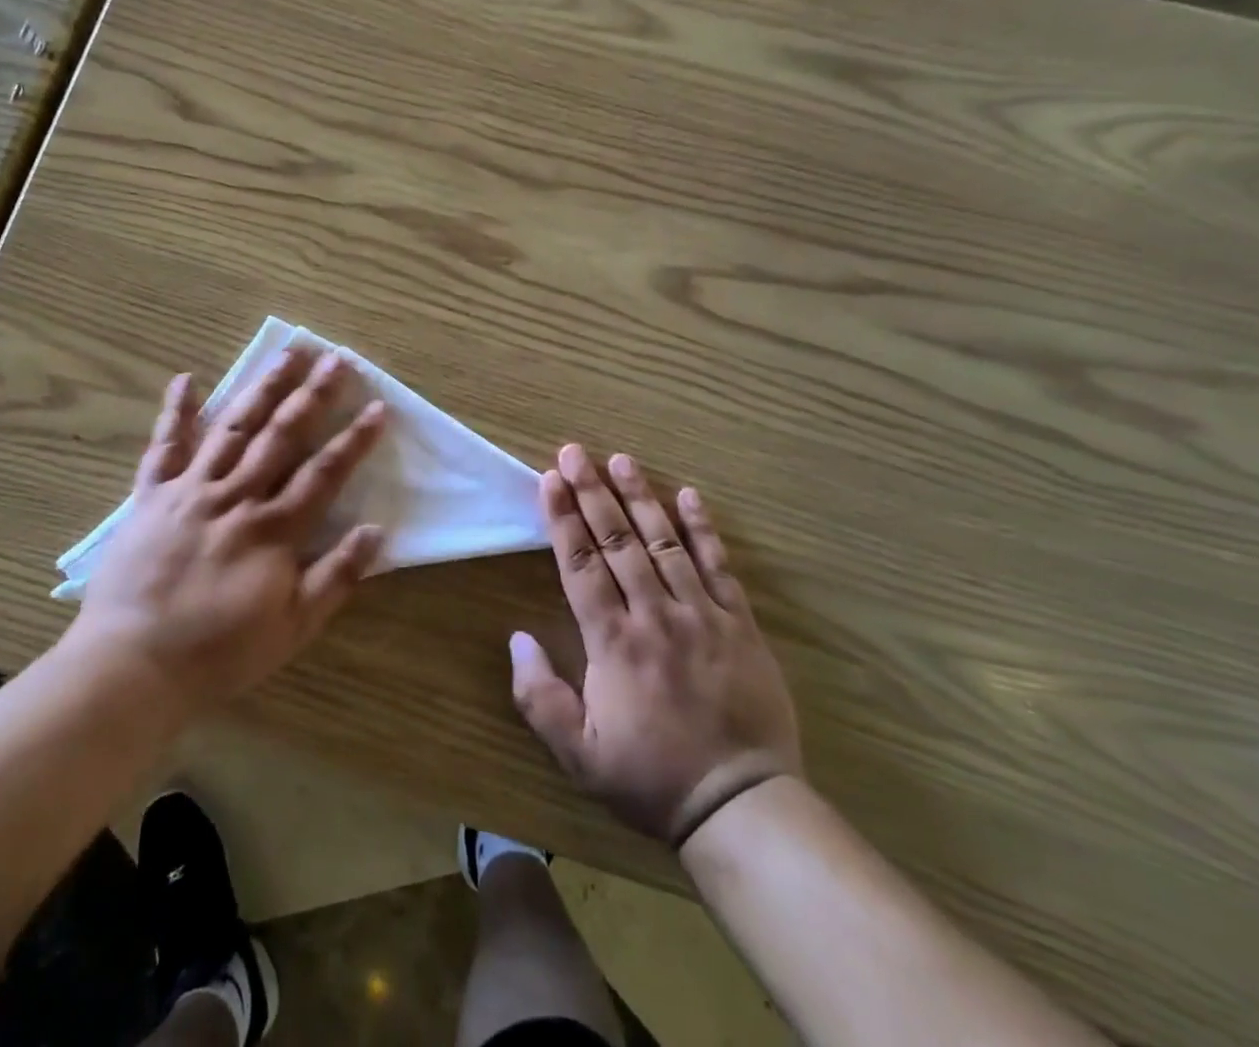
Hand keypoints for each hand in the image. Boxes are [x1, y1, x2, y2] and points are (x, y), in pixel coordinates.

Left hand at [66, 346, 386, 714]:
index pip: (323, 473)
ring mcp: (190, 491)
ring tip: (286, 354)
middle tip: (335, 359)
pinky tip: (186, 378)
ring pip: (233, 429)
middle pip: (281, 436)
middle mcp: (235, 497)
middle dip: (312, 396)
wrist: (133, 665)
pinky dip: (175, 412)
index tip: (377, 406)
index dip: (354, 439)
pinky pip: (164, 447)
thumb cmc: (218, 652)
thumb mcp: (292, 628)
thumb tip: (377, 532)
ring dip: (261, 388)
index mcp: (273, 530)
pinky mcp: (151, 496)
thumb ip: (336, 577)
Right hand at [510, 445, 801, 845]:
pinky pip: (719, 567)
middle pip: (618, 541)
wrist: (741, 806)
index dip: (562, 518)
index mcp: (613, 642)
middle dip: (592, 492)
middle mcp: (654, 616)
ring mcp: (701, 616)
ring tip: (621, 460)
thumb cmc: (651, 778)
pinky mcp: (740, 625)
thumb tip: (517, 637)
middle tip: (574, 452)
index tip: (549, 478)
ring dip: (640, 498)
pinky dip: (703, 529)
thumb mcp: (579, 754)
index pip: (580, 565)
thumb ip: (540, 695)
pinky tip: (689, 495)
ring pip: (665, 543)